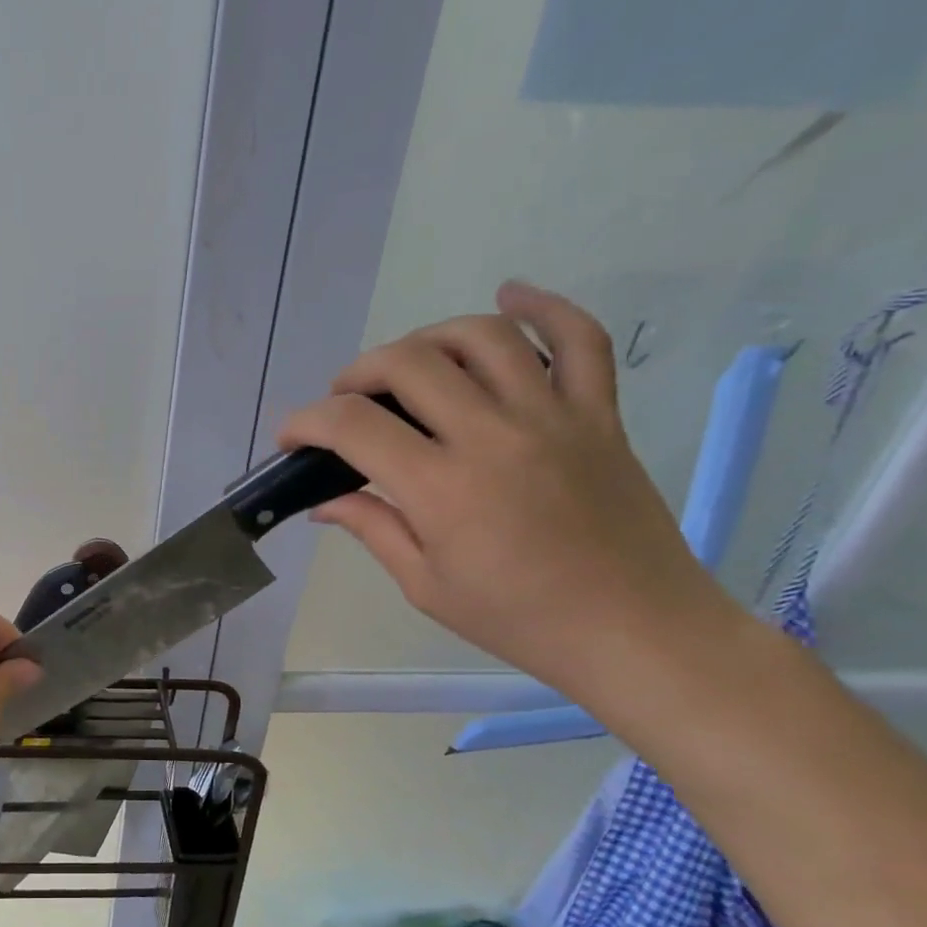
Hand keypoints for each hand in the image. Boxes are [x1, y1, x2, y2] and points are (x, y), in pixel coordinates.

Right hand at [279, 282, 738, 702]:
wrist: (635, 631)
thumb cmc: (519, 619)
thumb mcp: (426, 585)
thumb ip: (372, 528)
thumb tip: (323, 502)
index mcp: (442, 488)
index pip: (353, 426)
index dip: (306, 421)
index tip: (291, 437)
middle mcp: (492, 435)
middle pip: (408, 363)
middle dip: (357, 373)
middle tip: (345, 401)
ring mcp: (552, 416)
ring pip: (482, 337)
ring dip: (428, 337)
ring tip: (408, 363)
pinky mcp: (598, 414)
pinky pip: (578, 340)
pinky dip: (544, 307)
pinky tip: (510, 296)